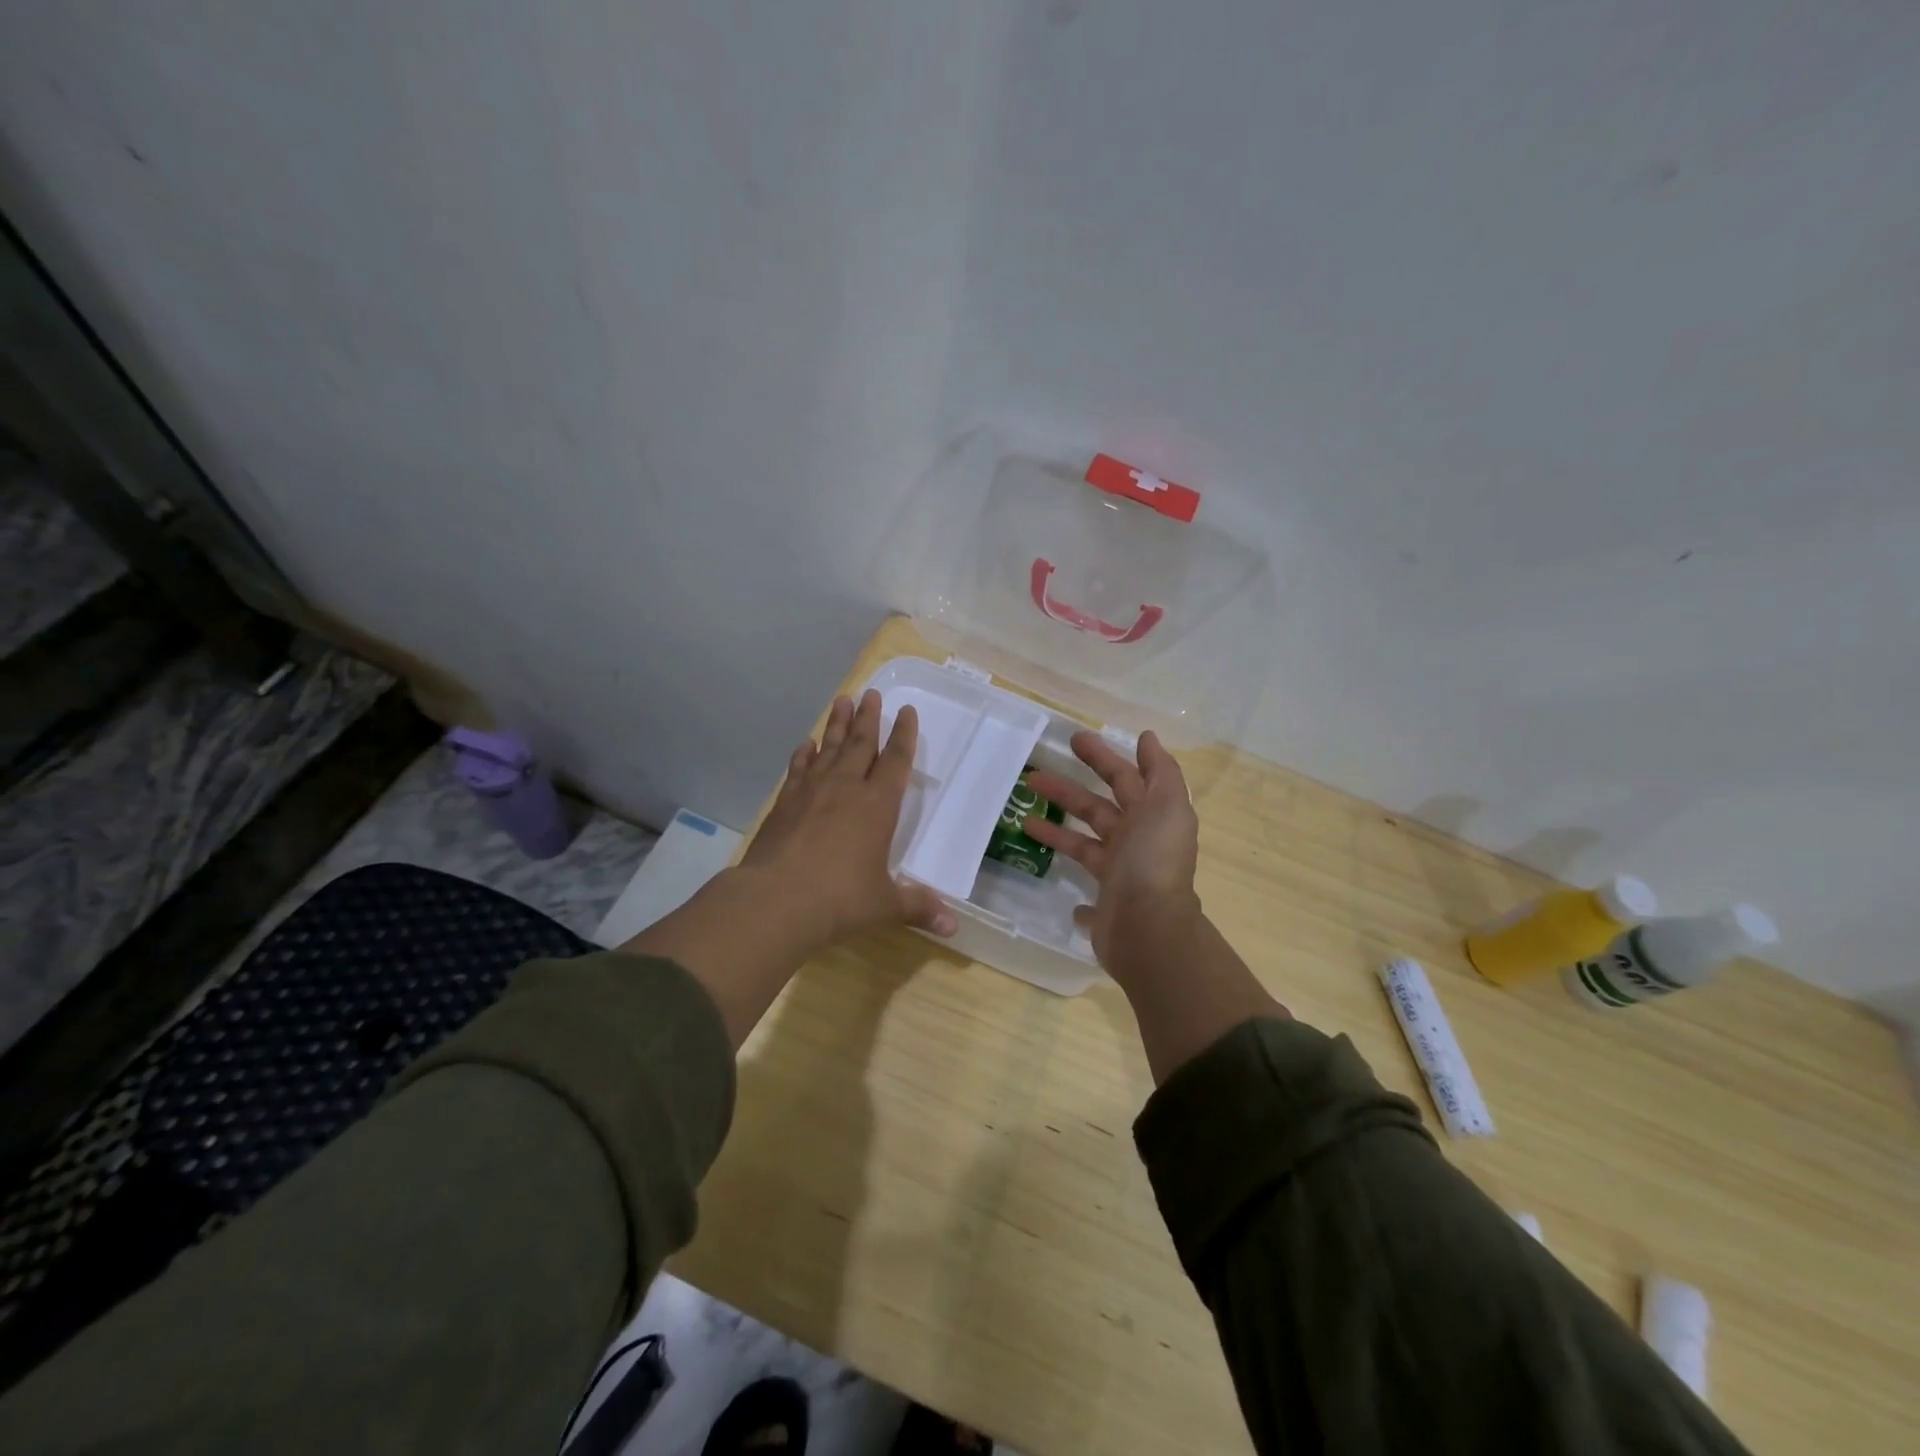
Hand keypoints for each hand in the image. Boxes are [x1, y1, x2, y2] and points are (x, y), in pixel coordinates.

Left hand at [738, 689, 956, 951]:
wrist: (776, 900)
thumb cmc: (840, 899)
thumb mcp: (885, 904)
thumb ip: (918, 908)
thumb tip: (952, 928)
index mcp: (878, 806)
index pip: (895, 761)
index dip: (903, 735)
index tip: (906, 711)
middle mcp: (846, 789)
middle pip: (860, 744)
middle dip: (869, 718)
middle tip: (872, 693)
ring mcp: (812, 792)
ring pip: (829, 748)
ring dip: (837, 724)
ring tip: (842, 700)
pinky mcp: (784, 804)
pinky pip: (798, 769)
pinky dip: (804, 754)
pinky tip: (806, 744)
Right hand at [1023, 730, 1201, 974]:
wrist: (1147, 928)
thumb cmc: (1152, 860)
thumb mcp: (1166, 806)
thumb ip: (1160, 771)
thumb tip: (1147, 738)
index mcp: (1152, 817)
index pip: (1125, 778)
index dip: (1103, 757)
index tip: (1075, 739)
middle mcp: (1137, 842)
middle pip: (1098, 808)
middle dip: (1068, 789)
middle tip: (1034, 773)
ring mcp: (1119, 873)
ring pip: (1083, 842)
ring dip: (1055, 828)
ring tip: (1023, 816)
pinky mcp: (1103, 901)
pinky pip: (1083, 884)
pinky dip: (1070, 876)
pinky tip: (1046, 866)